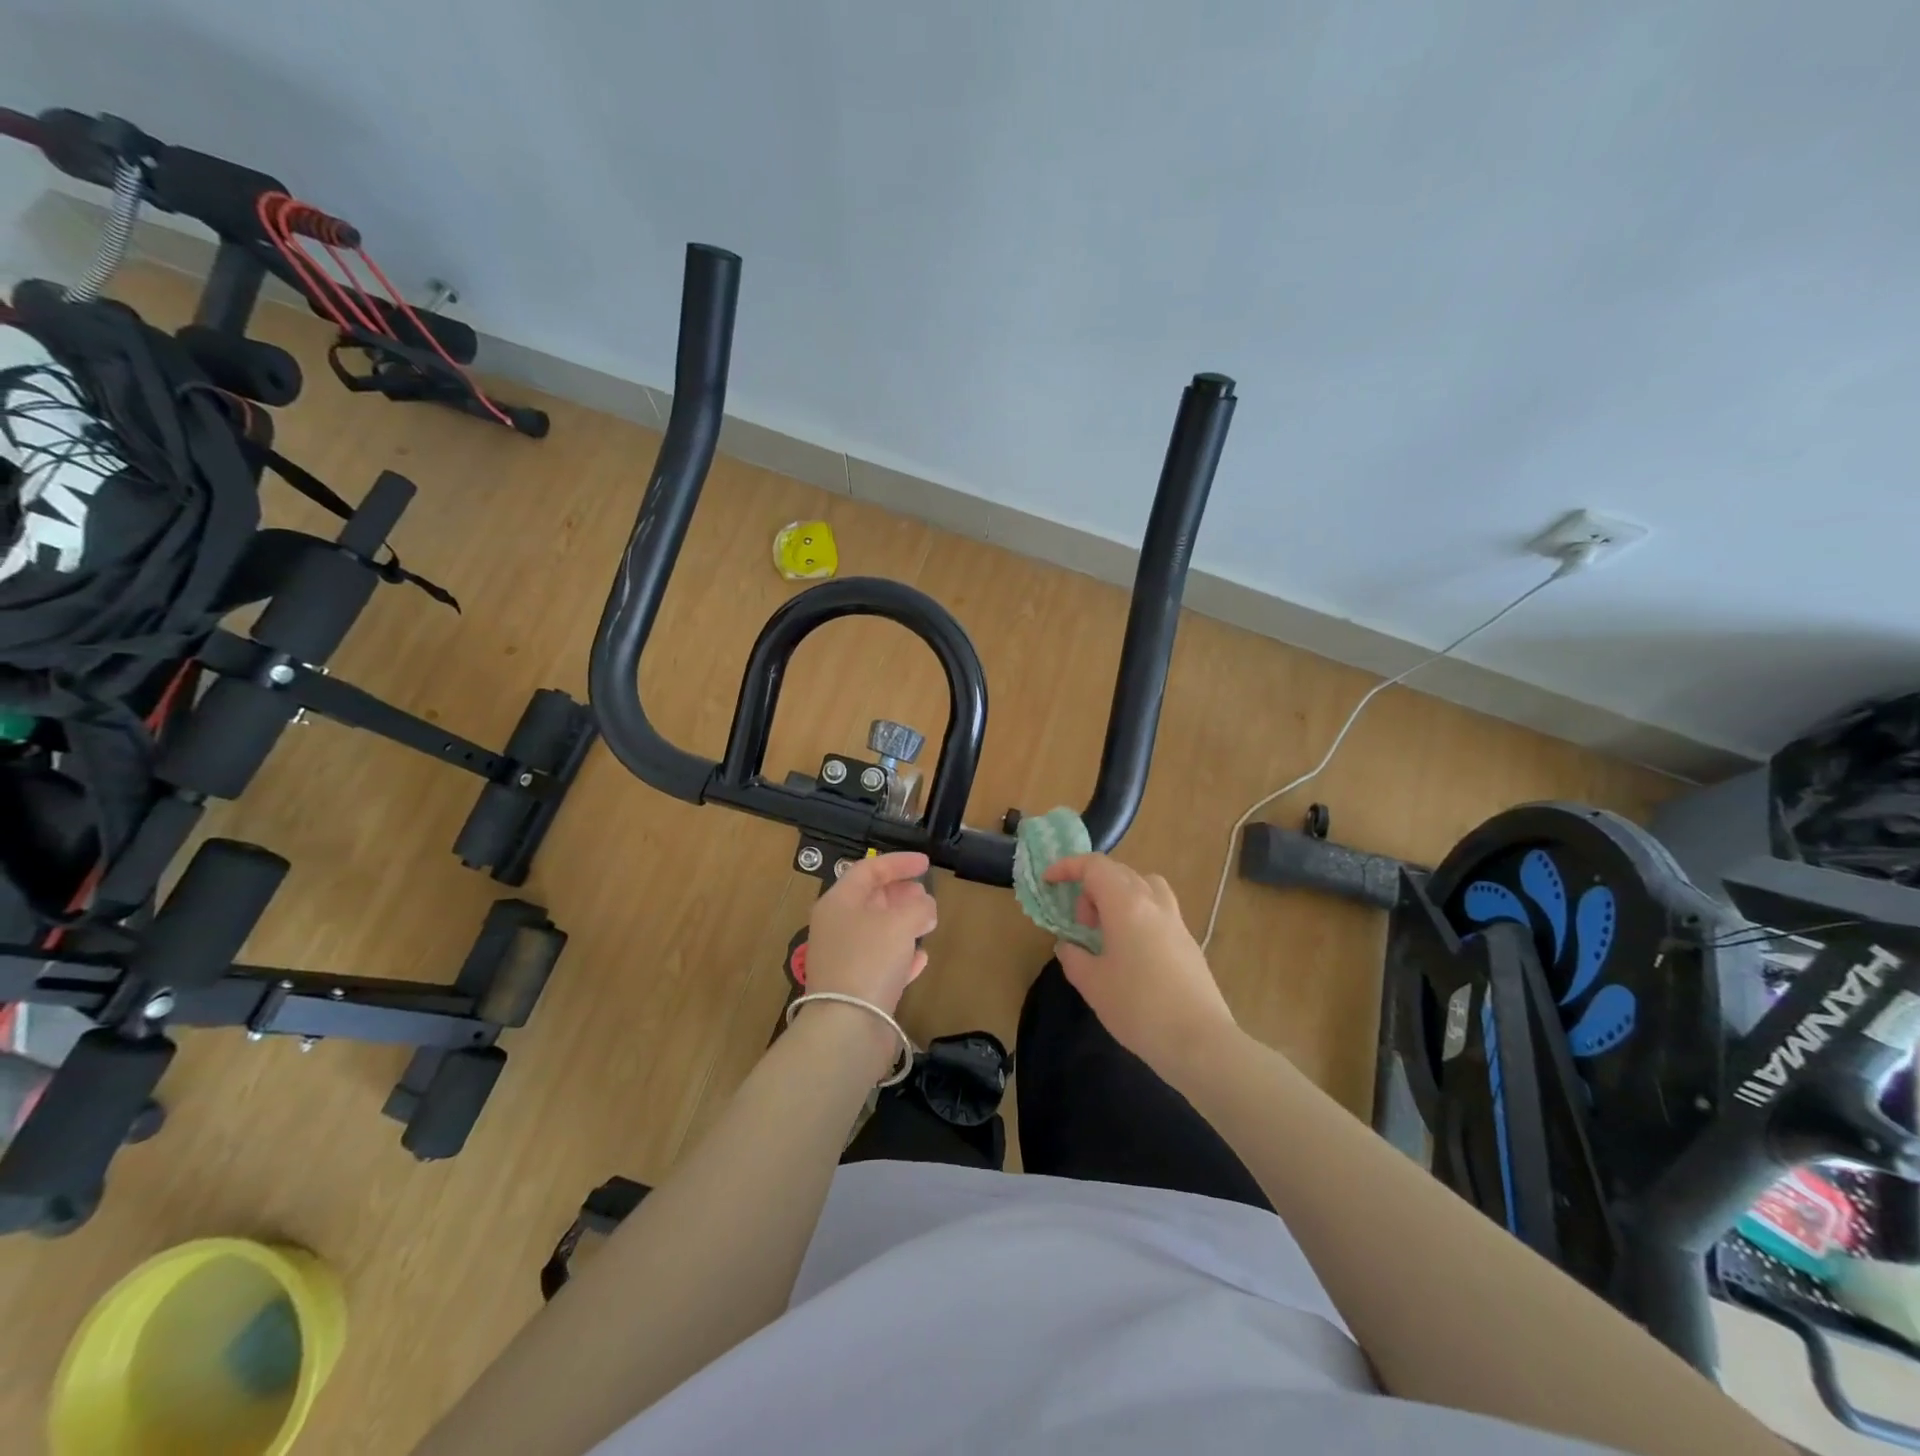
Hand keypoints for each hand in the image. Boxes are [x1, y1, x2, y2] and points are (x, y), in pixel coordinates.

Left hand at [803, 852, 936, 1015]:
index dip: (898, 863)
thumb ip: (919, 906)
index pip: (868, 870)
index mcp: (838, 903)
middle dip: (900, 893)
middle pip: (870, 899)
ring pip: (877, 930)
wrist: (848, 1026)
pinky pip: (881, 961)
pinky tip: (921, 957)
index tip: (926, 863)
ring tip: (929, 919)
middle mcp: (837, 927)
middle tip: (926, 893)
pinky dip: (901, 954)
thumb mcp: (900, 922)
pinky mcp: (856, 987)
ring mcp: (844, 958)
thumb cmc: (870, 960)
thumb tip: (926, 906)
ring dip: (903, 922)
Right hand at [1041, 854, 1238, 1077]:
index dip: (1068, 867)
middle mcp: (1153, 902)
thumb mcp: (1092, 984)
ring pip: (1144, 885)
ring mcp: (1175, 920)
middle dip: (1091, 887)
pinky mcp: (1188, 941)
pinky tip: (1130, 951)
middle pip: (1119, 872)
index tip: (1049, 881)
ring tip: (1108, 929)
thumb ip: (1073, 957)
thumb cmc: (1138, 1007)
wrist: (1199, 1041)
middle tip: (1080, 923)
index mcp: (1126, 904)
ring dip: (1119, 895)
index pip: (1094, 866)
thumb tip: (1068, 946)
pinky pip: (1157, 909)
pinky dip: (1137, 913)